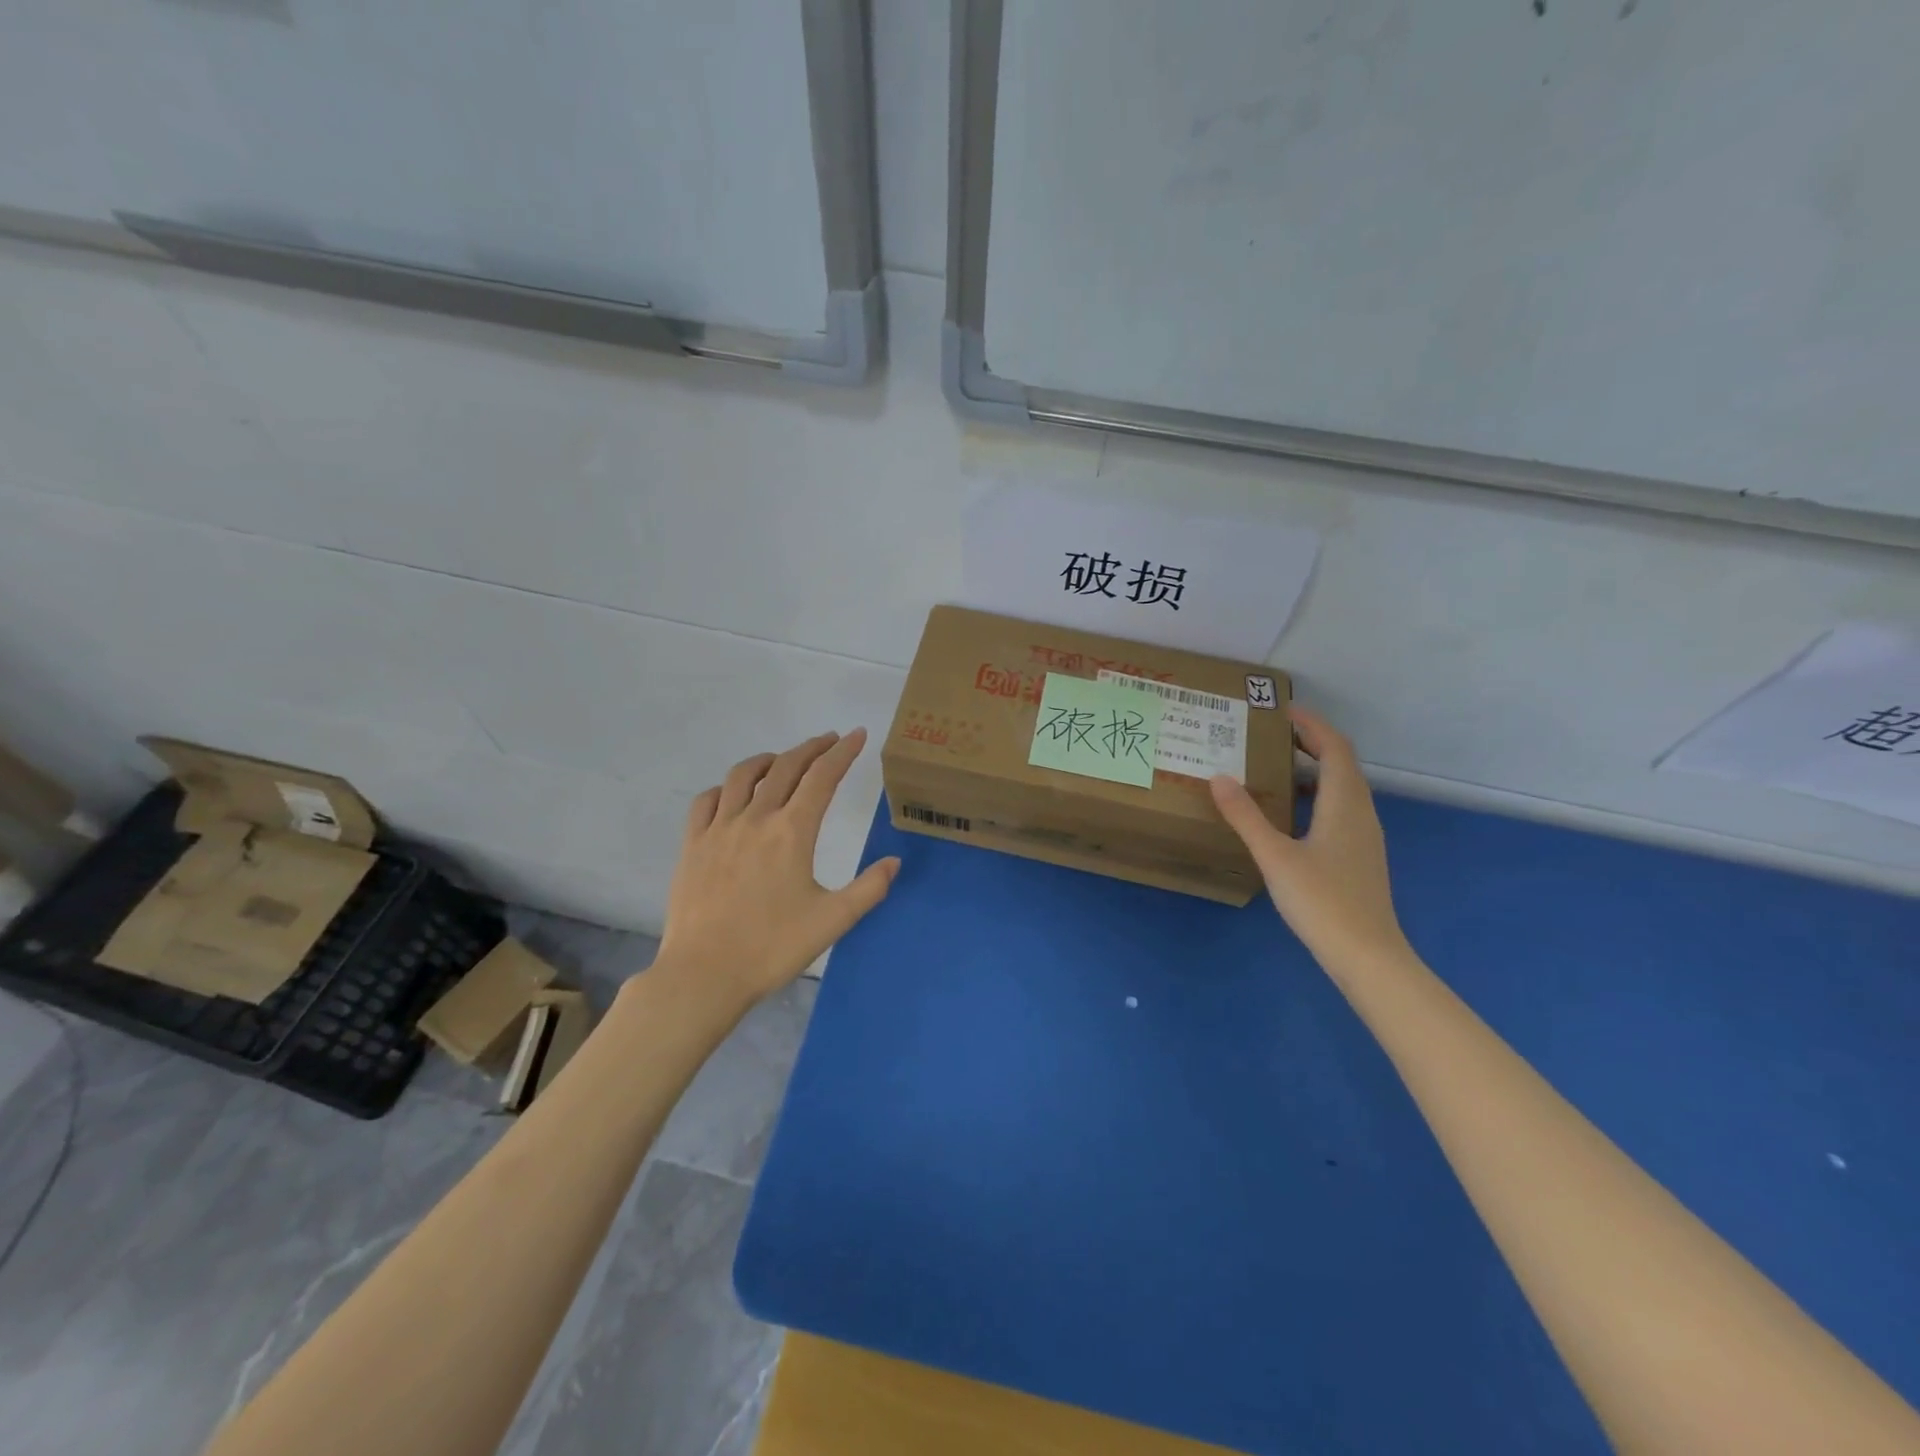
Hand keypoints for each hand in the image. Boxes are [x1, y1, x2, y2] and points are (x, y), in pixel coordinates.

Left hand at [655, 729, 899, 1008]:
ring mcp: (718, 829)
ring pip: (743, 776)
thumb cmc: (772, 948)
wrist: (704, 974)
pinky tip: (733, 794)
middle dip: (811, 748)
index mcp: (792, 832)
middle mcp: (755, 818)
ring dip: (769, 759)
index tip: (856, 735)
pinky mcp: (692, 845)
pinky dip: (726, 787)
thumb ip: (869, 888)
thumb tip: (894, 862)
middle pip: (785, 767)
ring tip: (782, 759)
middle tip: (828, 741)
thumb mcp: (832, 921)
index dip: (842, 752)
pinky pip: (707, 800)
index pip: (822, 777)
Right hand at [1210, 707, 1406, 964]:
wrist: (1367, 956)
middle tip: (1272, 733)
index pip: (1335, 748)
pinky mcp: (1359, 855)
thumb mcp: (1275, 856)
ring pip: (1342, 787)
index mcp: (1344, 804)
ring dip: (1314, 768)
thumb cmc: (1322, 901)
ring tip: (1275, 766)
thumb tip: (1219, 777)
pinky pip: (1340, 808)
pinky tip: (1290, 812)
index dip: (1312, 724)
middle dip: (1311, 742)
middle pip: (1342, 763)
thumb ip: (1246, 816)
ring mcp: (1364, 836)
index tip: (1281, 709)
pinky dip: (1317, 795)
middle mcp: (1360, 812)